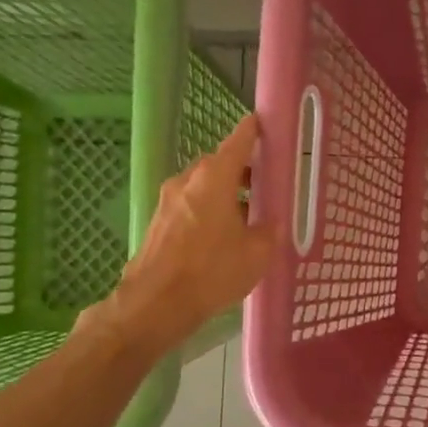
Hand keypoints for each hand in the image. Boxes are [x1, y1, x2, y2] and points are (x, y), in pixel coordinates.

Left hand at [83, 115, 278, 350]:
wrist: (156, 304)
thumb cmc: (212, 271)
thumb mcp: (257, 253)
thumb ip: (269, 231)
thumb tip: (271, 222)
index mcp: (214, 178)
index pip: (237, 142)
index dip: (251, 131)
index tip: (260, 122)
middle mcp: (188, 181)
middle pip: (218, 165)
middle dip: (240, 170)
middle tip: (262, 183)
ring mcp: (168, 202)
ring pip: (202, 187)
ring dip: (223, 193)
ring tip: (245, 214)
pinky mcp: (158, 223)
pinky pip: (189, 206)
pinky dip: (207, 211)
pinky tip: (221, 235)